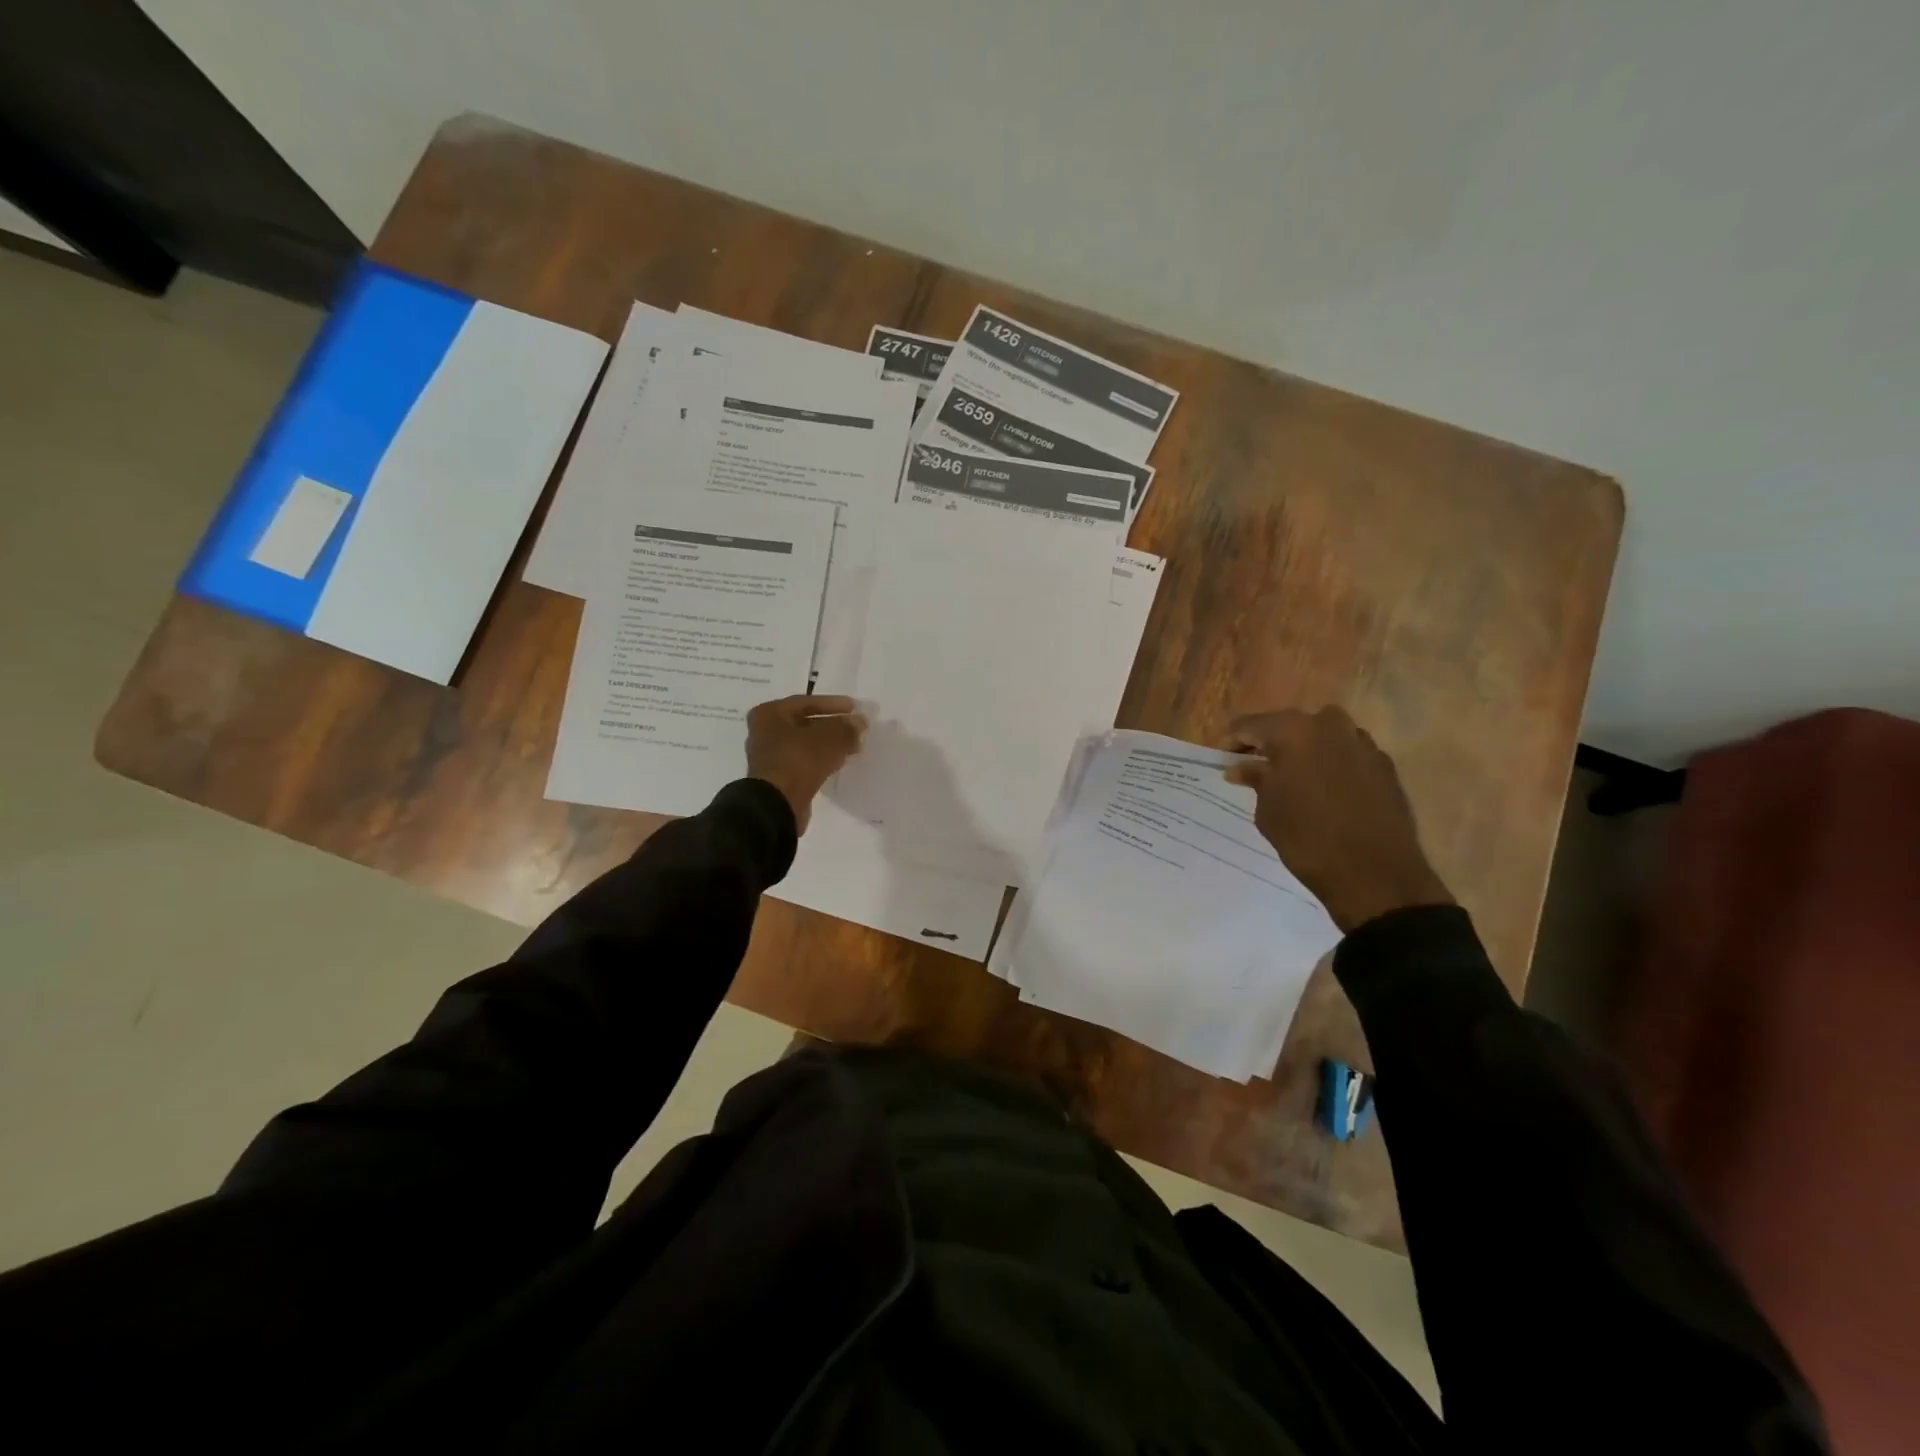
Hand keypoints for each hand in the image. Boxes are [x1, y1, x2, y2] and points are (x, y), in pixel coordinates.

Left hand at [745, 695, 866, 831]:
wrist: (777, 805)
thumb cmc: (799, 760)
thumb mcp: (830, 738)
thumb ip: (847, 727)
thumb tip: (860, 722)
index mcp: (769, 714)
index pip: (806, 702)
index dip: (833, 704)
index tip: (855, 708)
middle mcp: (764, 732)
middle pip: (805, 723)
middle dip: (833, 726)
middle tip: (856, 729)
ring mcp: (769, 757)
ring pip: (805, 744)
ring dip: (829, 744)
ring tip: (852, 747)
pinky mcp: (778, 777)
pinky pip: (803, 762)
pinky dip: (820, 760)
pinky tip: (838, 763)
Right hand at [1222, 706, 1452, 932]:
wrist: (1374, 873)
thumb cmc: (1306, 838)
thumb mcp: (1267, 809)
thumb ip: (1255, 779)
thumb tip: (1241, 767)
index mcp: (1292, 730)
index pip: (1250, 725)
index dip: (1232, 741)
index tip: (1221, 758)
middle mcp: (1329, 725)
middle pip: (1288, 725)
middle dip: (1269, 742)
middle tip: (1253, 766)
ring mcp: (1361, 743)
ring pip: (1322, 735)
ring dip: (1303, 750)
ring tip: (1290, 776)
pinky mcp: (1384, 764)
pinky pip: (1347, 753)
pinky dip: (1330, 763)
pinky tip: (1322, 788)